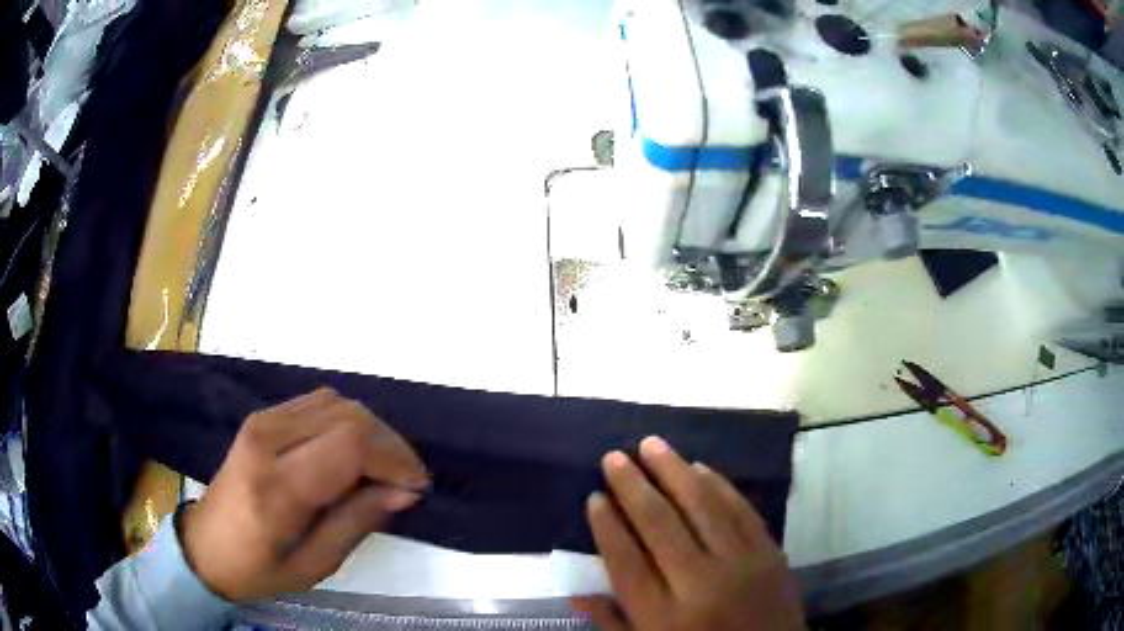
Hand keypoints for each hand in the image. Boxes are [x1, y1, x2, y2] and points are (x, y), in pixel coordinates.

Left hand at [179, 388, 428, 601]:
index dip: (394, 459)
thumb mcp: (315, 565)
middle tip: (406, 480)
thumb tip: (402, 490)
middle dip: (389, 444)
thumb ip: (357, 521)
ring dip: (371, 430)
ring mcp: (261, 423)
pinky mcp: (261, 418)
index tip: (416, 487)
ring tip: (385, 467)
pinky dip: (347, 422)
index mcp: (276, 487)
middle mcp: (267, 441)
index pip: (348, 446)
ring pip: (336, 403)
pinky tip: (354, 451)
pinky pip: (318, 403)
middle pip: (347, 417)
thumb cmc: (260, 569)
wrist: (206, 546)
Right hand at [574, 437, 803, 630]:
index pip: (626, 561)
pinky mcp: (770, 553)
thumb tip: (576, 594)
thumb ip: (613, 624)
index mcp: (663, 615)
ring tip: (651, 445)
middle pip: (660, 524)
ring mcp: (740, 564)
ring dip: (674, 471)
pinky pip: (741, 510)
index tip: (594, 497)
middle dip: (633, 486)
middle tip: (614, 456)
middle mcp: (699, 584)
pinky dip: (719, 485)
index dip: (607, 526)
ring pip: (702, 506)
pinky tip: (700, 467)